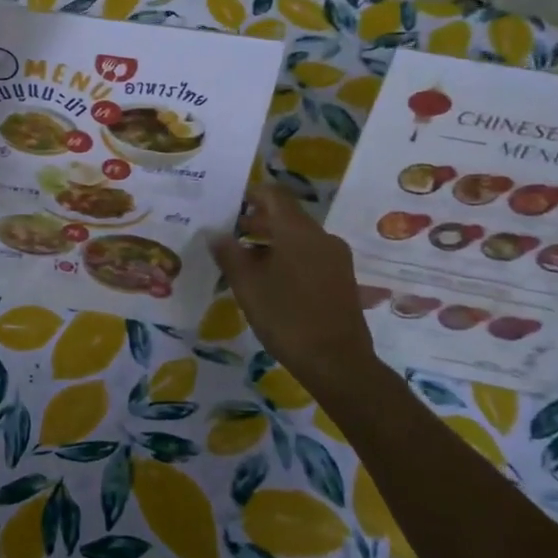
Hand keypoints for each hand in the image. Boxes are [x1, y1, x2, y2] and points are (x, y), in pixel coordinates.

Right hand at [210, 184, 373, 378]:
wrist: (338, 363)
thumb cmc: (286, 318)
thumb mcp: (247, 286)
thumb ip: (229, 254)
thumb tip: (215, 233)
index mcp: (297, 231)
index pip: (274, 194)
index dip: (251, 194)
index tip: (229, 205)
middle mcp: (321, 237)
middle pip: (286, 216)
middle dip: (257, 221)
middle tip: (230, 235)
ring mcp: (335, 258)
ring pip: (299, 237)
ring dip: (272, 241)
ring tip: (246, 261)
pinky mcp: (342, 278)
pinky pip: (310, 254)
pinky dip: (288, 256)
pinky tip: (271, 280)